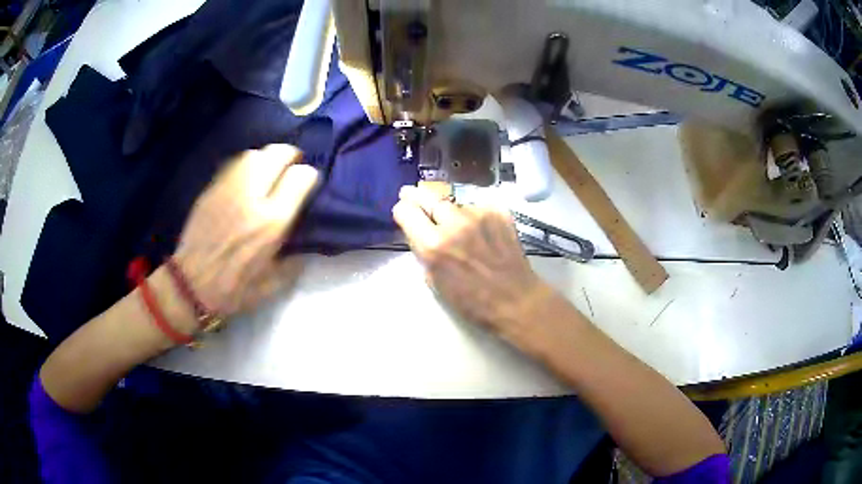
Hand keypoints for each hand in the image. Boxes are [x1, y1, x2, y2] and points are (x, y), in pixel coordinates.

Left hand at [174, 144, 318, 316]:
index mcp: (272, 222)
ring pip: (254, 154)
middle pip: (277, 154)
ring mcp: (228, 189)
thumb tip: (305, 243)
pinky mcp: (211, 189)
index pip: (301, 177)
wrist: (190, 285)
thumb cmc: (233, 290)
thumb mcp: (273, 285)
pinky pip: (233, 164)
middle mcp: (252, 197)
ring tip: (268, 171)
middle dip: (290, 156)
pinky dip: (245, 165)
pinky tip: (245, 179)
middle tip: (291, 167)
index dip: (309, 176)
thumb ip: (294, 261)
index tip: (307, 185)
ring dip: (266, 158)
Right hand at [392, 186, 552, 337]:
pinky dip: (473, 214)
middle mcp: (454, 223)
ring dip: (450, 210)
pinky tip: (479, 229)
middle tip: (413, 196)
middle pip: (426, 195)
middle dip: (417, 197)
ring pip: (453, 202)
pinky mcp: (499, 211)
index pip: (405, 210)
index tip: (405, 214)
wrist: (516, 300)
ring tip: (458, 226)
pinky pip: (476, 206)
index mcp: (433, 245)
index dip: (402, 212)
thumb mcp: (435, 281)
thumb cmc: (472, 302)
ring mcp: (479, 213)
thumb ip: (423, 251)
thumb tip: (417, 232)